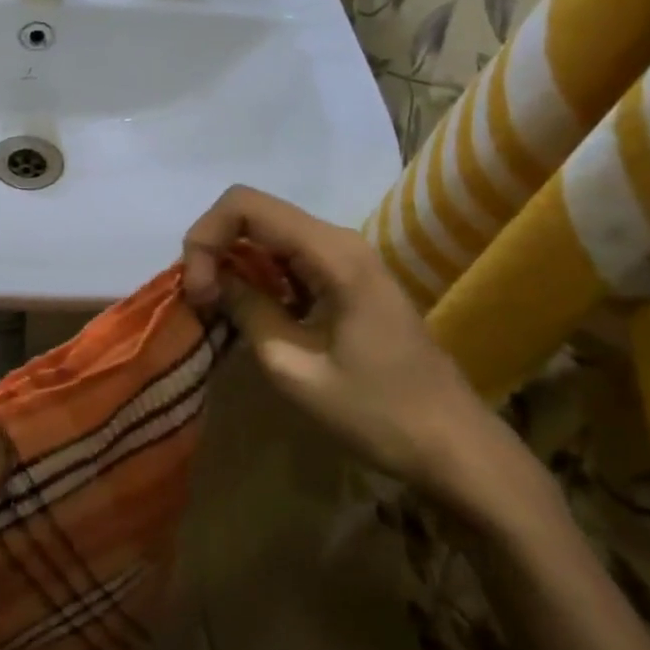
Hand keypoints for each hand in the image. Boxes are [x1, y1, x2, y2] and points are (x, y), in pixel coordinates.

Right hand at [182, 186, 525, 510]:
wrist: (451, 444)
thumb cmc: (375, 411)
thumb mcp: (294, 367)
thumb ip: (248, 311)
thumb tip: (211, 280)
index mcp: (332, 253)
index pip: (244, 205)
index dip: (206, 237)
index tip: (198, 291)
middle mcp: (340, 241)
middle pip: (254, 214)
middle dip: (214, 249)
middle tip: (202, 304)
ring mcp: (347, 257)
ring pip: (268, 234)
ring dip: (233, 263)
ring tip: (218, 311)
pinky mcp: (347, 278)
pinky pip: (288, 257)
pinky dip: (257, 276)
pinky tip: (250, 314)